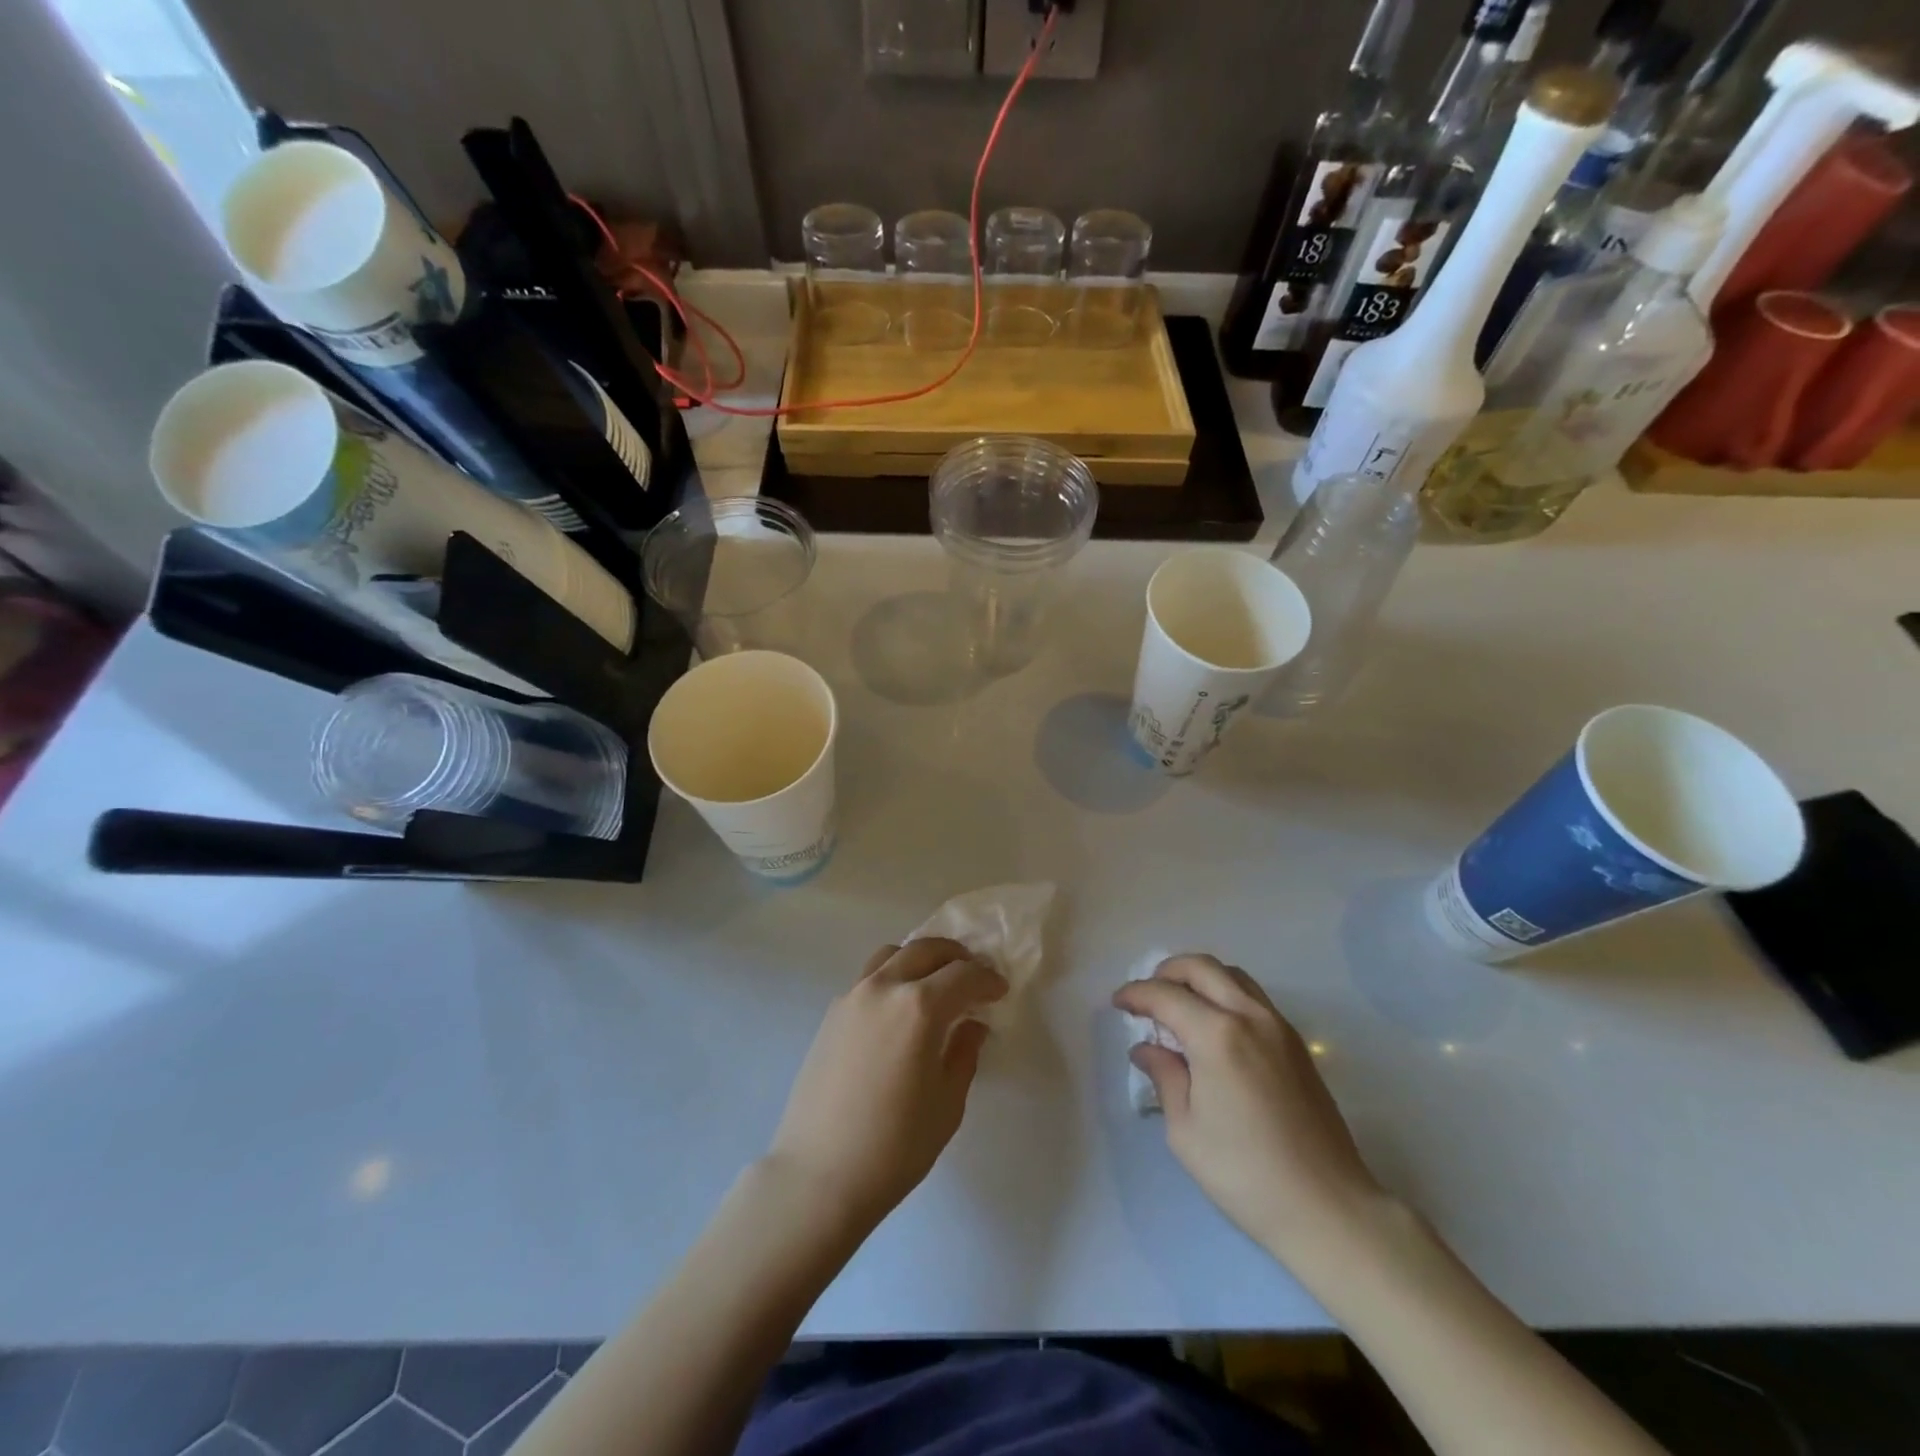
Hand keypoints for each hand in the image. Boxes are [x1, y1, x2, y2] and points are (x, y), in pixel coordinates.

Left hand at [768, 938, 1006, 1231]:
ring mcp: (852, 996)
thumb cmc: (895, 1146)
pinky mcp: (831, 1013)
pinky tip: (900, 1009)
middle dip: (956, 957)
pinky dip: (893, 976)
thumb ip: (964, 1053)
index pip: (964, 975)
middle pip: (926, 950)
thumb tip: (972, 1025)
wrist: (818, 1175)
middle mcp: (884, 988)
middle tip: (973, 976)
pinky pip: (869, 977)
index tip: (1000, 990)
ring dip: (920, 959)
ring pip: (892, 954)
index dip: (987, 979)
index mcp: (919, 1007)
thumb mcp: (947, 1103)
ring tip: (935, 983)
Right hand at [1114, 955, 1383, 1261]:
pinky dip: (1225, 994)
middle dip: (1166, 972)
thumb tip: (1146, 1049)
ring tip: (1179, 1005)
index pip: (1165, 995)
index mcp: (1216, 1035)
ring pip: (1232, 975)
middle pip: (1201, 967)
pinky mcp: (1296, 1044)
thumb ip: (1164, 1076)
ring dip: (1199, 978)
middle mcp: (1249, 1016)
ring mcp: (1279, 1026)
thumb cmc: (1245, 1174)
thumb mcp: (1185, 1130)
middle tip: (1146, 997)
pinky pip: (1253, 997)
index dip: (1135, 994)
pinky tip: (1213, 1026)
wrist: (1327, 1208)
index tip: (1117, 1003)